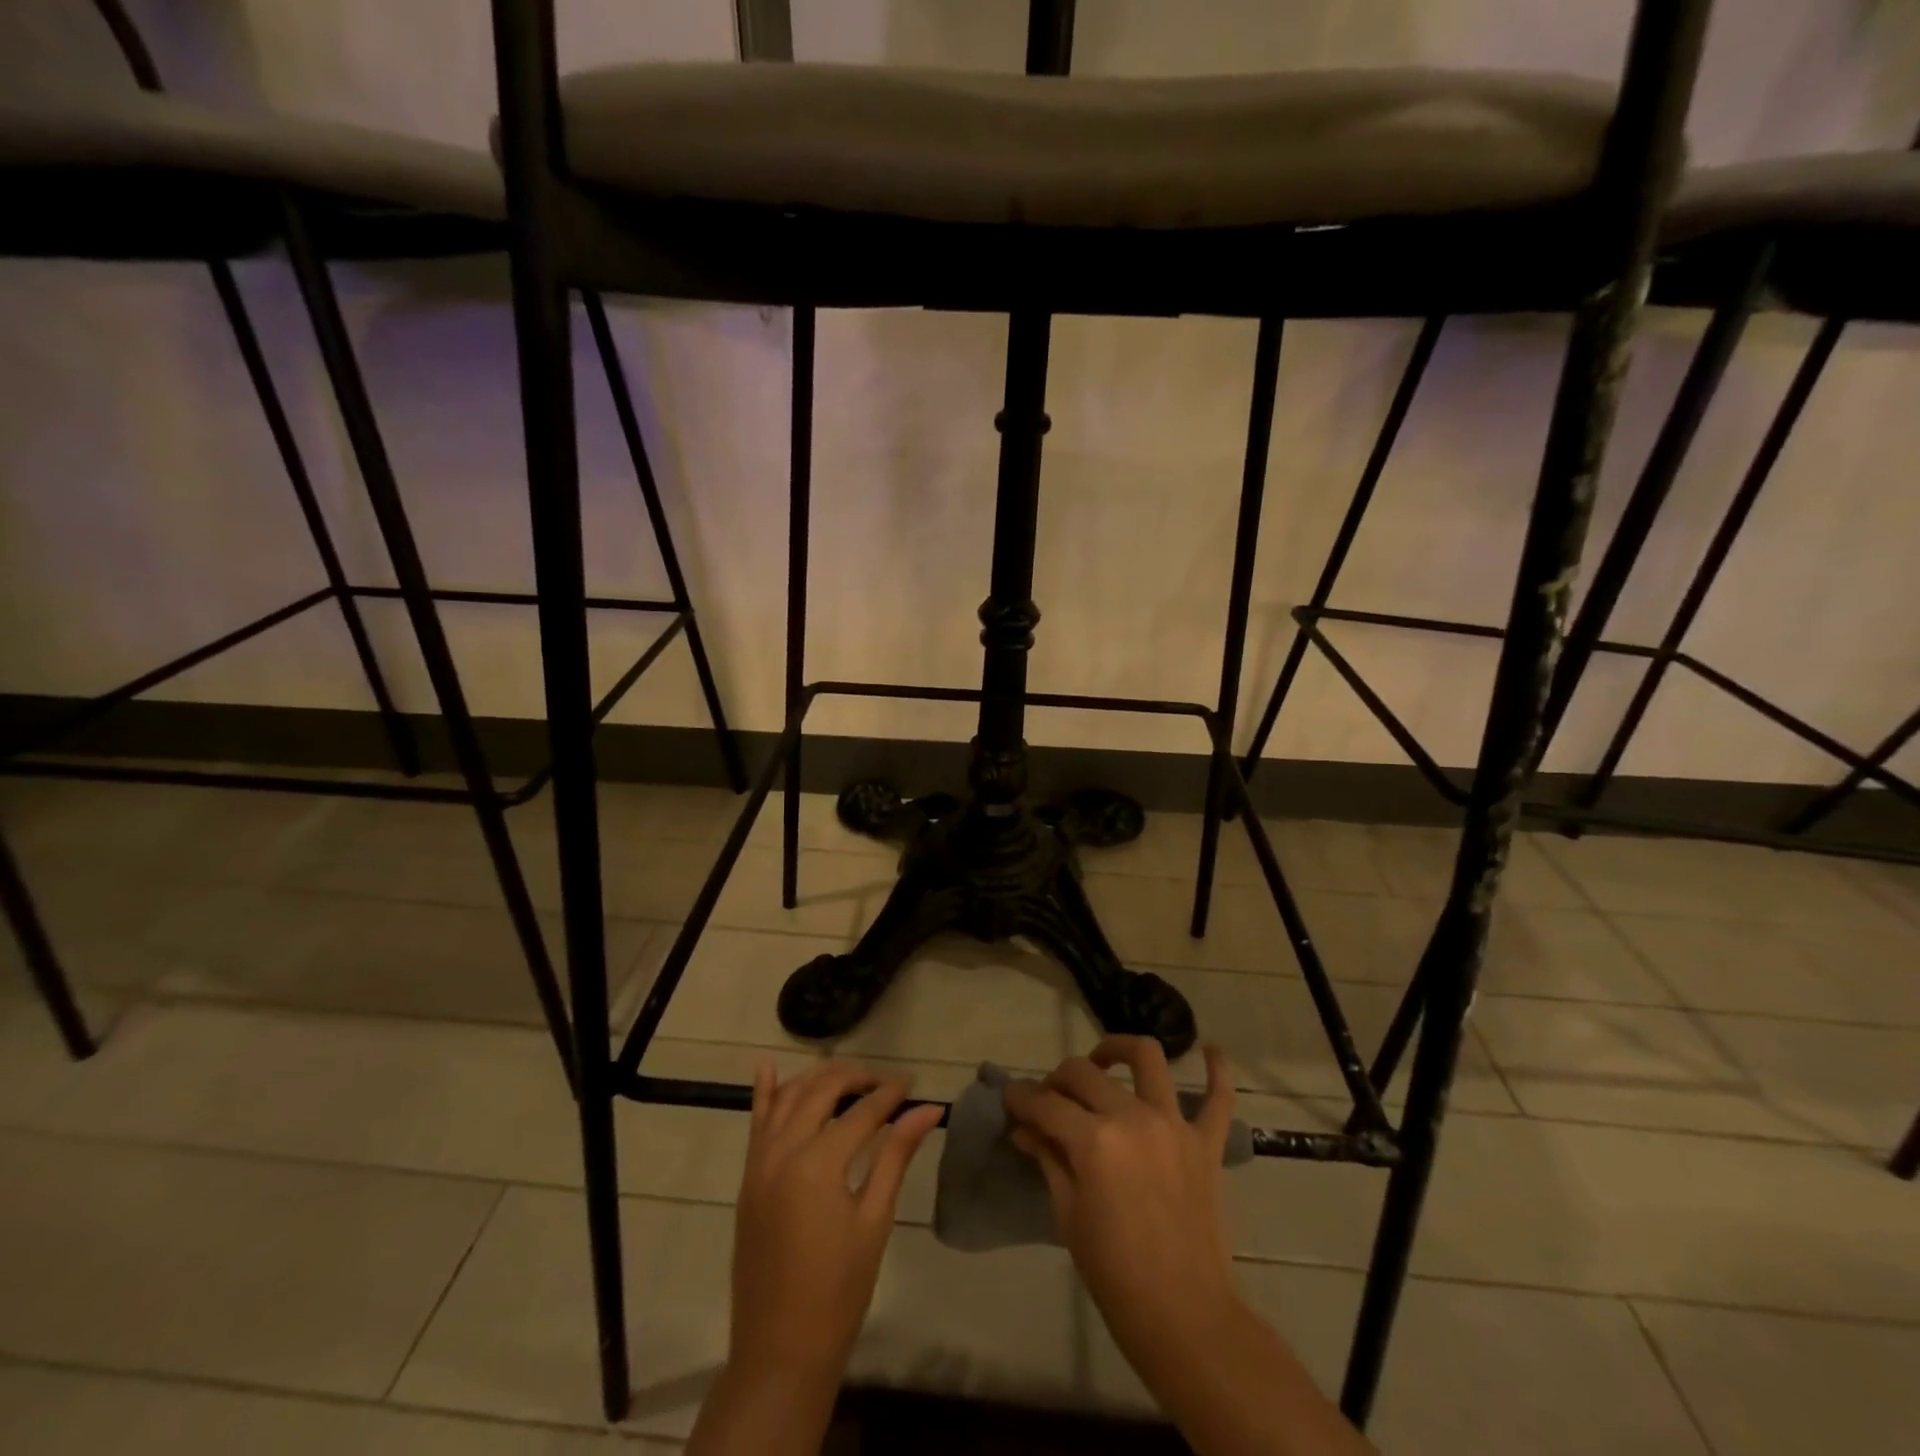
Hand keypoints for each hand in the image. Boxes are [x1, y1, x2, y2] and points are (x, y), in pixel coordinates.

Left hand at [728, 1060, 944, 1381]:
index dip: (890, 1095)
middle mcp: (784, 1152)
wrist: (781, 1349)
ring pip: (787, 1098)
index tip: (912, 1085)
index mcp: (819, 1164)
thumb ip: (897, 1156)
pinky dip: (764, 1093)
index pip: (862, 1112)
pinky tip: (767, 1068)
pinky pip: (755, 1123)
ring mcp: (759, 1163)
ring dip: (817, 1080)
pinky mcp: (748, 1178)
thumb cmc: (839, 1290)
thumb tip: (929, 1110)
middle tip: (884, 1084)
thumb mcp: (874, 1220)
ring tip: (847, 1079)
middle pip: (822, 1091)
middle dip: (855, 1079)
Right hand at [1004, 1037, 1241, 1380]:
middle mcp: (1133, 1118)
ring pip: (1148, 1059)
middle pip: (1085, 1073)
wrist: (1184, 1318)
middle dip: (1057, 1079)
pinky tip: (1211, 1052)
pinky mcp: (1206, 1143)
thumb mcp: (1068, 1215)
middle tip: (1048, 1098)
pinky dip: (1217, 1071)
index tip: (1009, 1098)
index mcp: (1094, 1141)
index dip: (1021, 1098)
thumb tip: (1023, 1128)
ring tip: (1105, 1059)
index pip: (1046, 1104)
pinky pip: (1219, 1097)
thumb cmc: (1114, 1273)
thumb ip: (1048, 1159)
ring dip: (1120, 1048)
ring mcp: (1174, 1126)